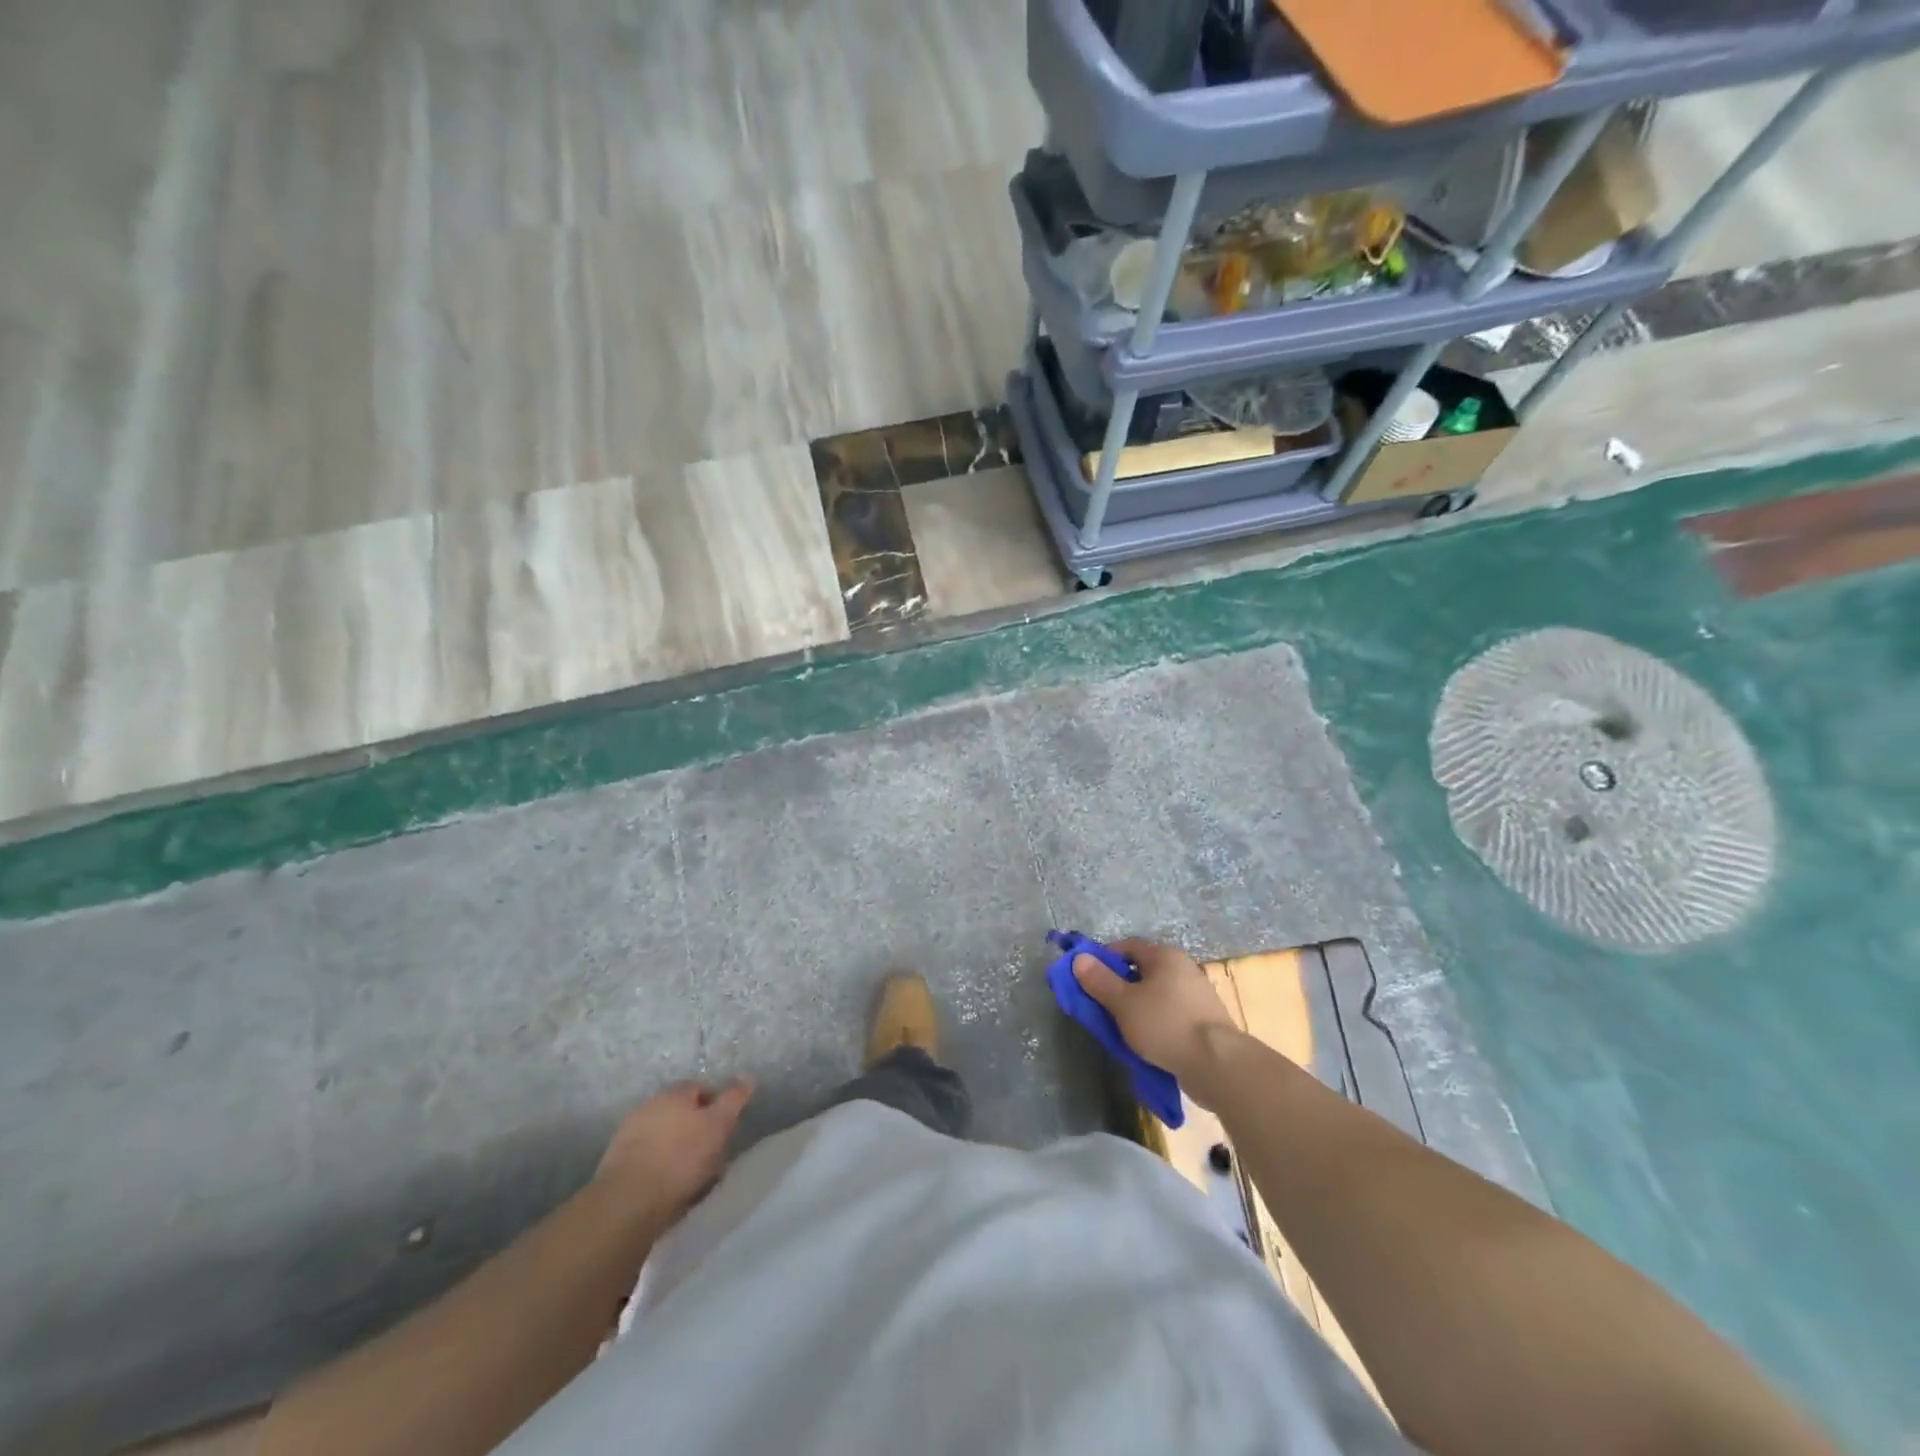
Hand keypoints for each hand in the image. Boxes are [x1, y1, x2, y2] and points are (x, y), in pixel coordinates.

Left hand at [594, 1079, 753, 1221]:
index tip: (726, 1128)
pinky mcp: (616, 1165)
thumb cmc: (680, 1157)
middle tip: (711, 1152)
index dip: (716, 1106)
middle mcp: (648, 1106)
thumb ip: (734, 1099)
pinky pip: (648, 1160)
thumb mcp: (718, 1125)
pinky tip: (668, 1188)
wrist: (627, 1202)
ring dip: (677, 1150)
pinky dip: (659, 1169)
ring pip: (663, 1138)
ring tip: (691, 1176)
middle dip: (695, 1128)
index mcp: (673, 1093)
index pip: (701, 1088)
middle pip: (680, 1113)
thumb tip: (748, 1076)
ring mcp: (628, 1135)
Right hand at [1073, 938, 1239, 1090]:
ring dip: (1138, 1007)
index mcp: (1164, 955)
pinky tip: (1148, 1042)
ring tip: (1122, 1029)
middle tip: (1102, 1007)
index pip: (1127, 946)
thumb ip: (1099, 980)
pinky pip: (1171, 1014)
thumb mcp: (1123, 1003)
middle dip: (1119, 987)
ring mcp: (1197, 994)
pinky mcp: (1205, 1020)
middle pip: (1142, 971)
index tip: (1088, 979)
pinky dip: (1156, 1022)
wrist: (1217, 1064)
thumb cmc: (1164, 1024)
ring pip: (1156, 994)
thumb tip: (1079, 958)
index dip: (1104, 959)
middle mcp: (1183, 967)